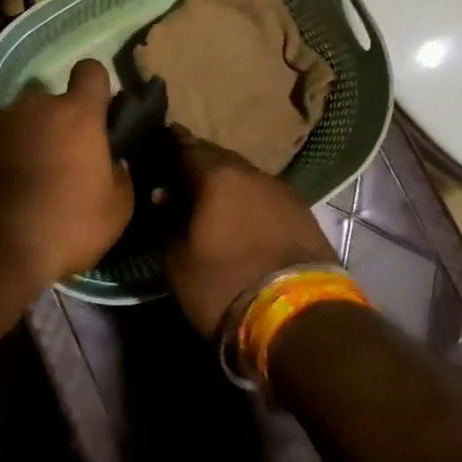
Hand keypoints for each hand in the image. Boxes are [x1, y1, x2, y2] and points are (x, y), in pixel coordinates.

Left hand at [0, 59, 135, 290]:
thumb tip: (114, 164)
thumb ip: (121, 177)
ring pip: (23, 121)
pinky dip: (4, 157)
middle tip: (66, 159)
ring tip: (33, 178)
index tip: (99, 111)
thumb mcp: (116, 212)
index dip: (97, 87)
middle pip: (53, 101)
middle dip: (61, 122)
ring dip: (31, 139)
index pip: (91, 71)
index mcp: (77, 114)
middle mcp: (35, 107)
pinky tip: (7, 191)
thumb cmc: (66, 226)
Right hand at [164, 130, 337, 337]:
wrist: (300, 317)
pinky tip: (244, 219)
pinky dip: (250, 202)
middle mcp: (251, 172)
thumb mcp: (179, 261)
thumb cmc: (226, 285)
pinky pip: (266, 196)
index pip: (186, 144)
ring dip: (228, 184)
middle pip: (218, 157)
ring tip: (213, 202)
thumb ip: (168, 220)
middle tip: (182, 178)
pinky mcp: (304, 212)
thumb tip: (163, 194)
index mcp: (217, 175)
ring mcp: (282, 190)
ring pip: (245, 177)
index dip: (170, 145)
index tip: (157, 149)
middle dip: (199, 164)